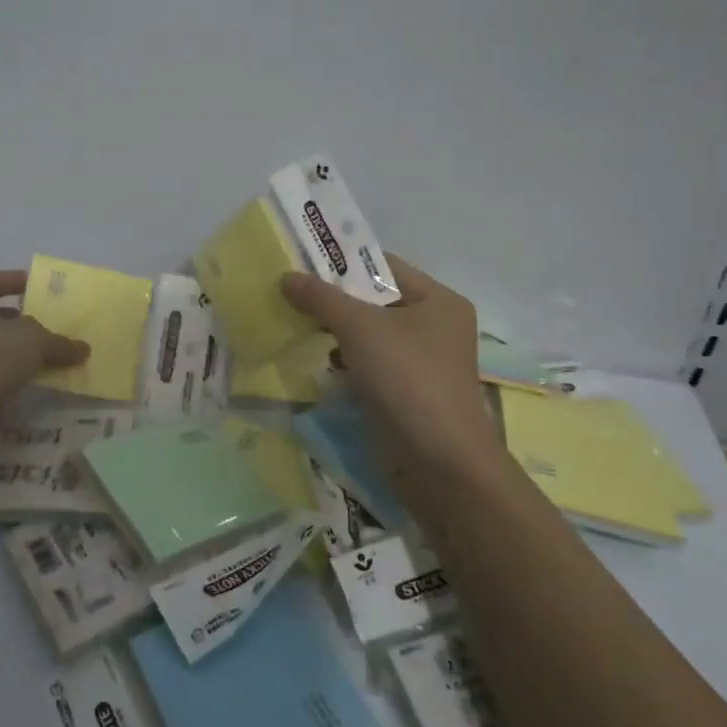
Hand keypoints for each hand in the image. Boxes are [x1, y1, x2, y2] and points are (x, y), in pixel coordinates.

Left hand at [0, 270, 89, 453]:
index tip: (40, 286)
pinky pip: (0, 378)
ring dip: (27, 354)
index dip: (14, 280)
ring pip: (0, 351)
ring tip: (60, 356)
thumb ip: (59, 341)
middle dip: (28, 321)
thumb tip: (82, 349)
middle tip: (59, 325)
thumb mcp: (31, 340)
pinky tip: (46, 383)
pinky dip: (20, 379)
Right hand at [280, 255, 505, 484]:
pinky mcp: (406, 392)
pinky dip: (344, 359)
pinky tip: (317, 360)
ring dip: (334, 330)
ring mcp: (421, 362)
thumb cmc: (407, 381)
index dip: (341, 262)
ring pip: (369, 334)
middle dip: (332, 298)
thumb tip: (286, 277)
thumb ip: (321, 298)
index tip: (300, 262)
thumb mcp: (360, 329)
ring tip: (294, 322)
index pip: (383, 266)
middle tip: (288, 292)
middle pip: (374, 300)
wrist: (440, 464)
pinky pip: (369, 363)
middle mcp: (435, 326)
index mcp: (438, 300)